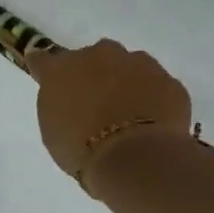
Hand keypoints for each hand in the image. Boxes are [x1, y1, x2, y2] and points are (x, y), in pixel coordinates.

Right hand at [28, 39, 194, 196]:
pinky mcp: (169, 81)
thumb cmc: (81, 148)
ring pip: (130, 67)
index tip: (46, 76)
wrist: (134, 157)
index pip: (44, 59)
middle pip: (94, 58)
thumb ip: (58, 105)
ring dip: (127, 84)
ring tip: (128, 117)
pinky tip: (151, 124)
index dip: (45, 68)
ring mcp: (139, 64)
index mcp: (62, 69)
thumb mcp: (54, 130)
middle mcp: (100, 55)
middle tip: (97, 105)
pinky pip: (157, 87)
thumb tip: (66, 97)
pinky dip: (153, 100)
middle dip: (95, 75)